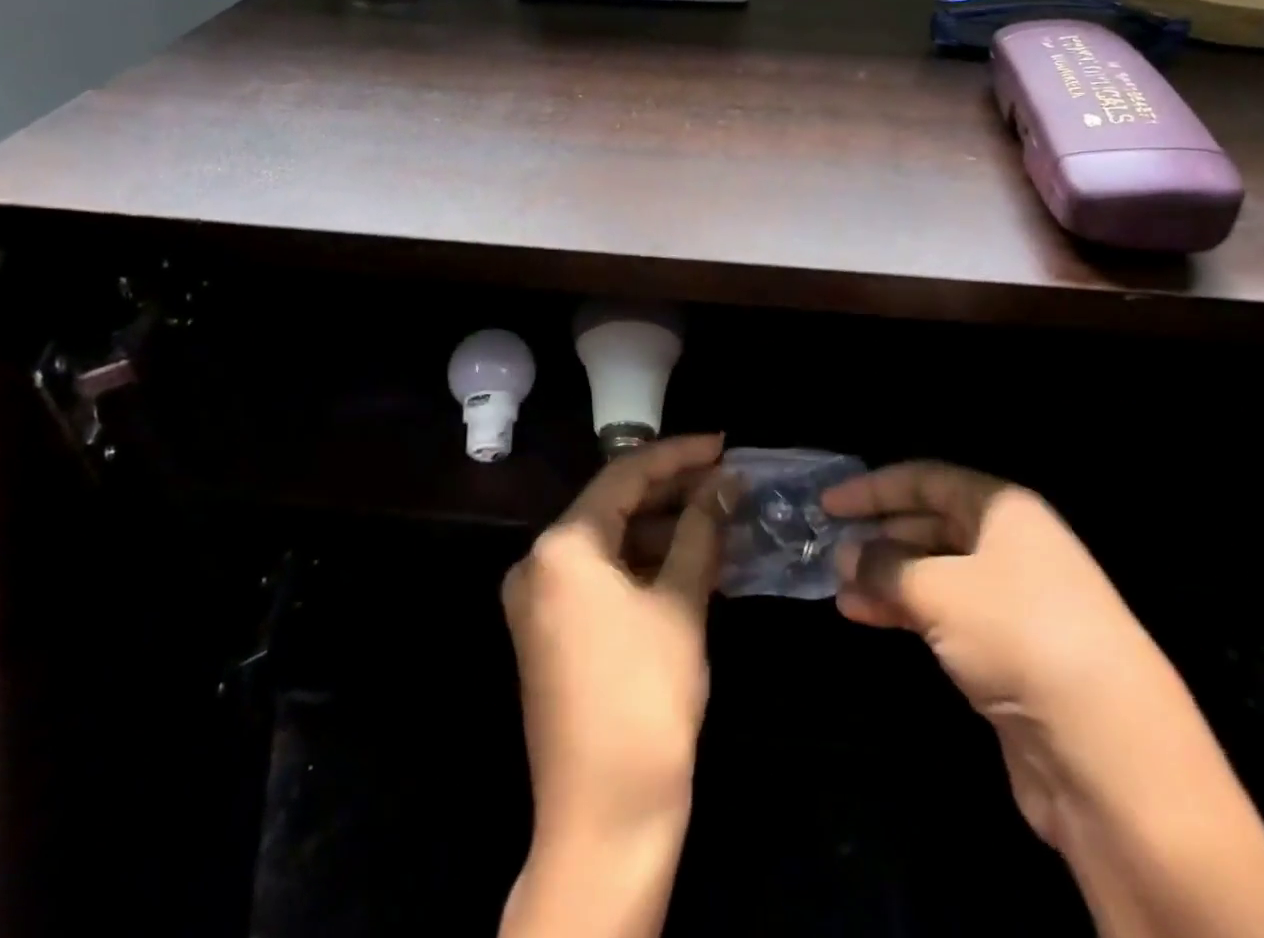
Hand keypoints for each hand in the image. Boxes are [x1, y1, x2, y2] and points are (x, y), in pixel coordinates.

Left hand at [502, 433, 729, 840]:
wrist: (605, 817)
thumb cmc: (647, 697)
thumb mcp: (681, 603)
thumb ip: (701, 530)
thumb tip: (725, 483)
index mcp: (562, 545)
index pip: (625, 474)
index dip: (678, 455)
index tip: (722, 445)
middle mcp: (538, 561)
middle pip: (613, 504)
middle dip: (671, 492)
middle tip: (725, 481)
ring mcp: (539, 598)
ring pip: (608, 541)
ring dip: (660, 528)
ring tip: (717, 518)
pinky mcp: (549, 630)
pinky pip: (599, 575)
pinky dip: (642, 563)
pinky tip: (687, 560)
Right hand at [821, 462, 1172, 844]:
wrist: (1109, 752)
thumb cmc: (1019, 634)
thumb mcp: (939, 588)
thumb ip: (884, 566)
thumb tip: (845, 556)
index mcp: (1003, 510)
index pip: (927, 480)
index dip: (875, 489)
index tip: (829, 504)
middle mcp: (1010, 546)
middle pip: (930, 525)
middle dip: (879, 535)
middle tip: (828, 546)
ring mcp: (1011, 600)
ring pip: (933, 572)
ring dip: (885, 576)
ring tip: (837, 586)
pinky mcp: (1007, 651)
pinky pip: (943, 613)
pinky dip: (904, 610)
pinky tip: (864, 615)